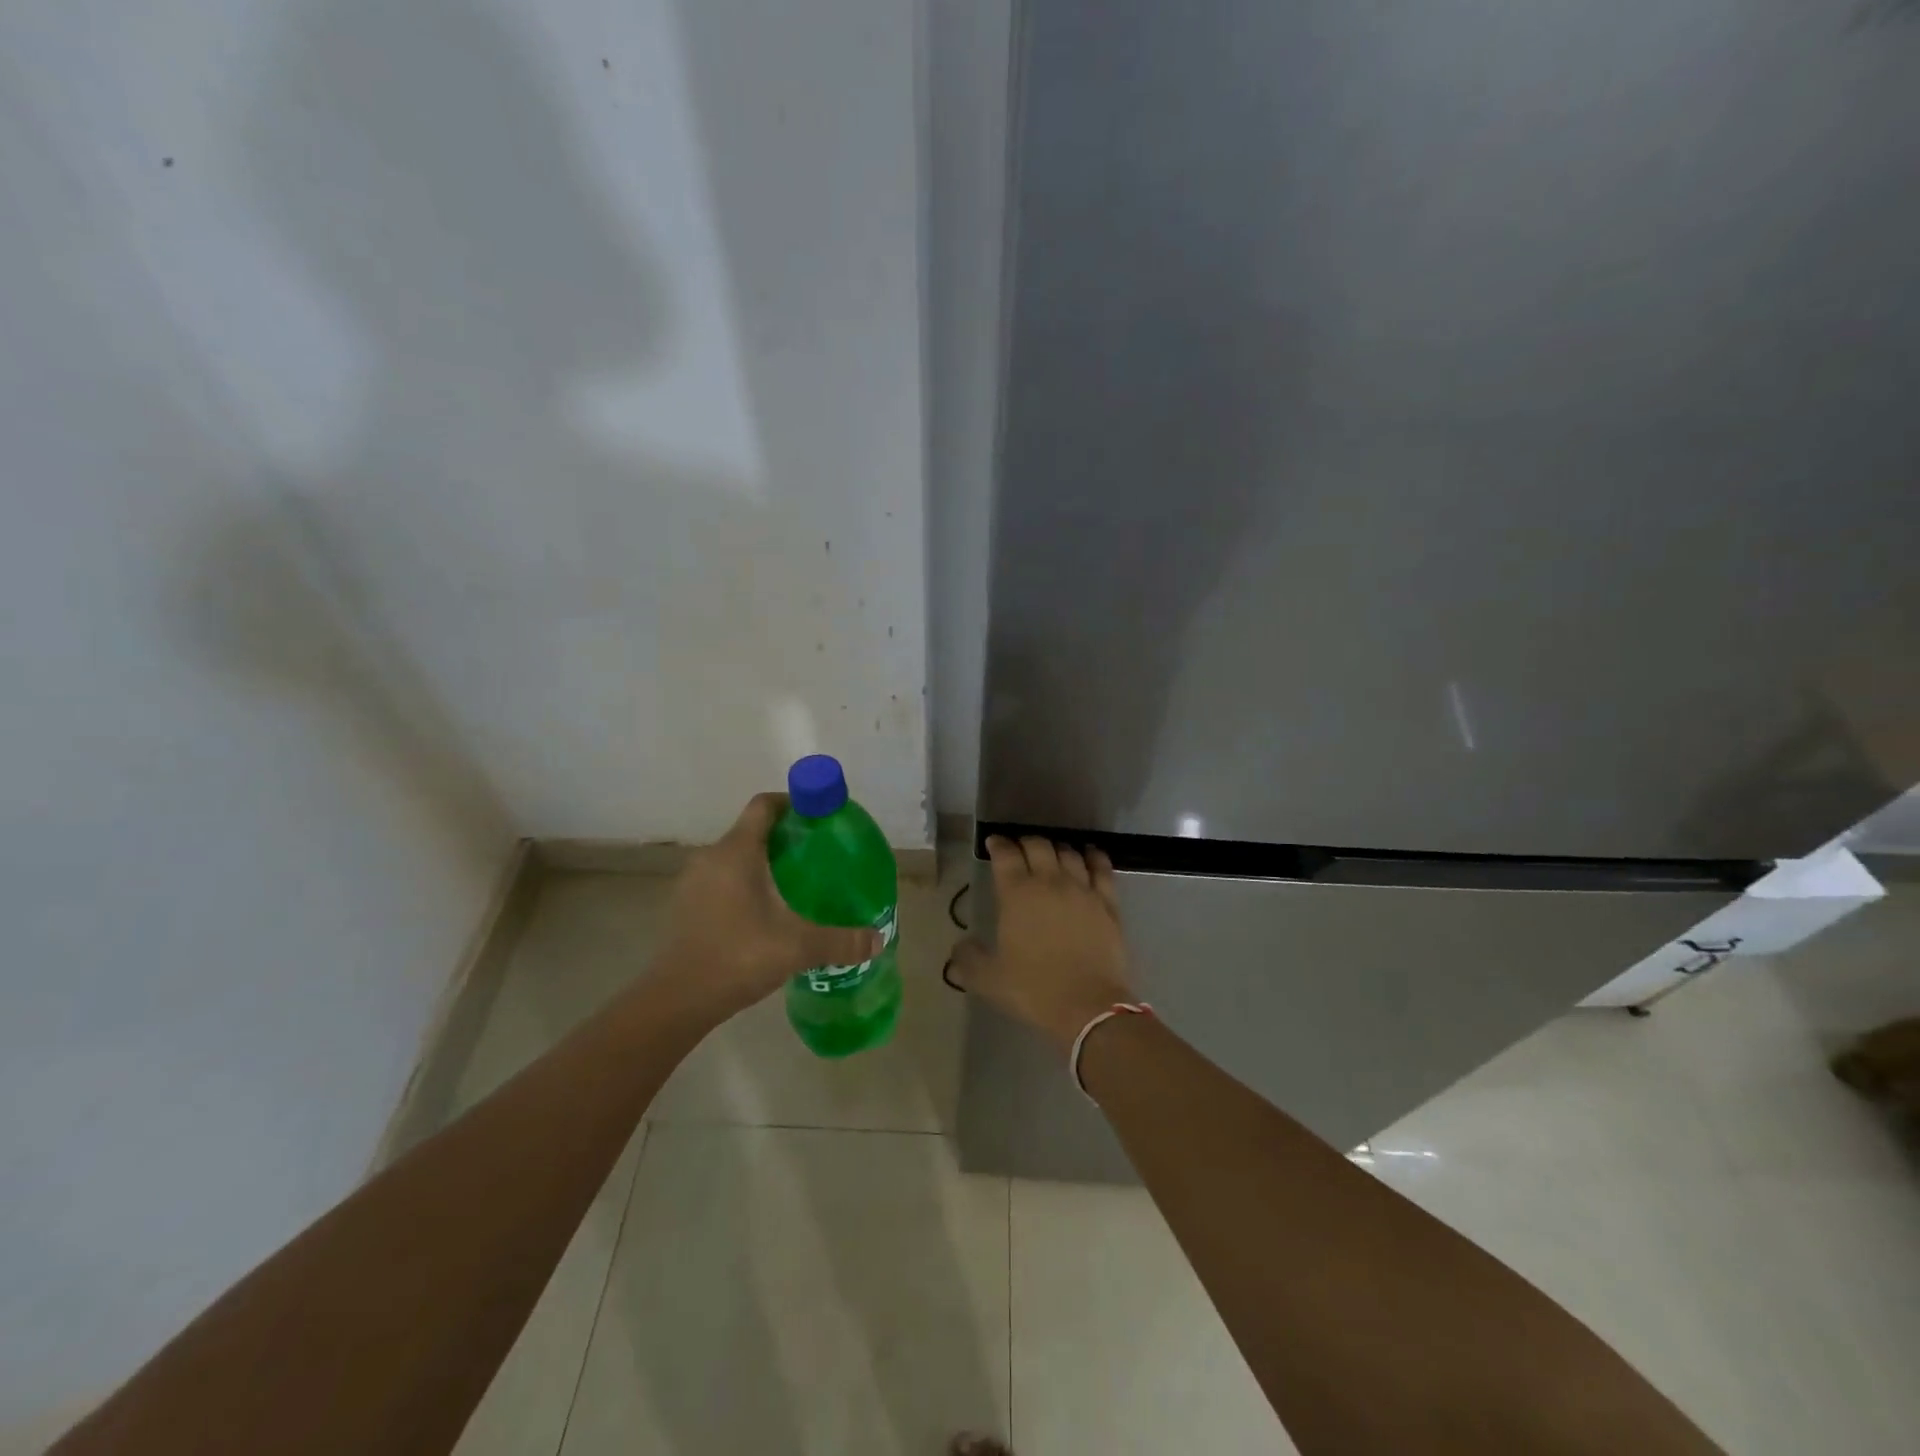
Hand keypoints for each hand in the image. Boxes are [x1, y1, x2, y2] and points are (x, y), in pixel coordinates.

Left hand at [653, 793, 882, 1020]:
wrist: (674, 1001)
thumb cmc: (737, 957)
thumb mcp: (798, 947)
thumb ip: (840, 941)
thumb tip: (877, 941)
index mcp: (736, 852)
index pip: (764, 805)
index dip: (793, 803)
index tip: (819, 818)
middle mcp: (711, 857)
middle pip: (752, 831)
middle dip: (785, 838)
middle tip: (817, 857)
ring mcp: (693, 882)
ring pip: (735, 858)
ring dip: (763, 863)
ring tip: (795, 886)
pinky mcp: (685, 907)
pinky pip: (721, 881)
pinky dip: (744, 885)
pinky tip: (765, 914)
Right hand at [947, 835, 1135, 1054]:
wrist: (1087, 1005)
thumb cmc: (1033, 989)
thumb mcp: (988, 979)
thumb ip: (968, 960)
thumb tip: (960, 947)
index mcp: (1017, 894)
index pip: (1005, 855)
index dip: (998, 844)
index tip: (993, 842)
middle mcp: (1050, 881)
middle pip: (1038, 846)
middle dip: (1025, 842)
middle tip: (1020, 848)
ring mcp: (1082, 889)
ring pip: (1069, 853)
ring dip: (1057, 847)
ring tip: (1051, 852)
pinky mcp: (1108, 902)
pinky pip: (1102, 868)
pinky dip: (1094, 856)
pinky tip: (1089, 854)